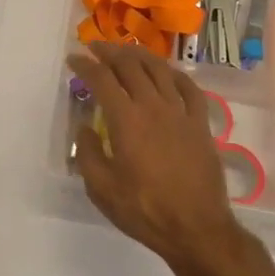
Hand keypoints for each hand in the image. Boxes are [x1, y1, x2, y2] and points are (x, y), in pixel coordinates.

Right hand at [67, 43, 248, 275]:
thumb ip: (89, 154)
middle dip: (110, 52)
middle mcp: (154, 106)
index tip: (74, 59)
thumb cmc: (144, 210)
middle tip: (95, 47)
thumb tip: (86, 128)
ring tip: (127, 51)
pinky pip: (189, 88)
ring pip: (160, 70)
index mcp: (126, 119)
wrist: (196, 228)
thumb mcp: (102, 189)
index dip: (85, 65)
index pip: (102, 80)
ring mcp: (181, 112)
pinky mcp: (201, 123)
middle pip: (130, 66)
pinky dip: (175, 74)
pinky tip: (168, 72)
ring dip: (140, 56)